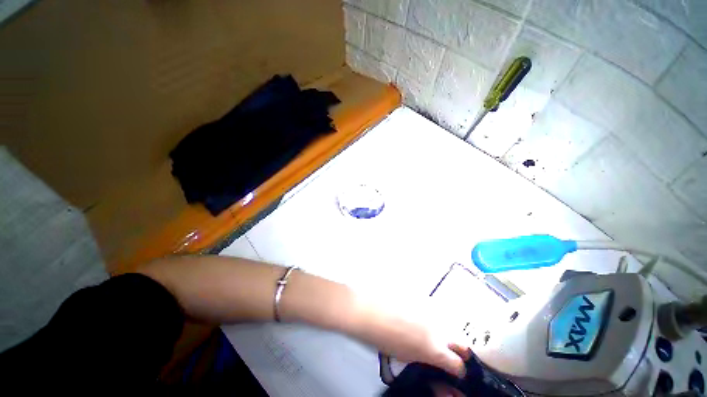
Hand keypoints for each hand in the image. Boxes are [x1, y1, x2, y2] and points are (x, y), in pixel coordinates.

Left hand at [351, 296, 471, 377]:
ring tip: (425, 329)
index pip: (458, 364)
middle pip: (462, 341)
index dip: (457, 369)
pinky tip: (416, 313)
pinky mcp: (422, 296)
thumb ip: (426, 359)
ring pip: (447, 322)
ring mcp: (431, 309)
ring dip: (442, 329)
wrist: (369, 308)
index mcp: (434, 349)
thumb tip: (434, 360)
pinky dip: (430, 314)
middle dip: (458, 348)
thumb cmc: (382, 336)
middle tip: (445, 349)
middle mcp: (438, 328)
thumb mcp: (406, 356)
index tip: (453, 369)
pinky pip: (433, 307)